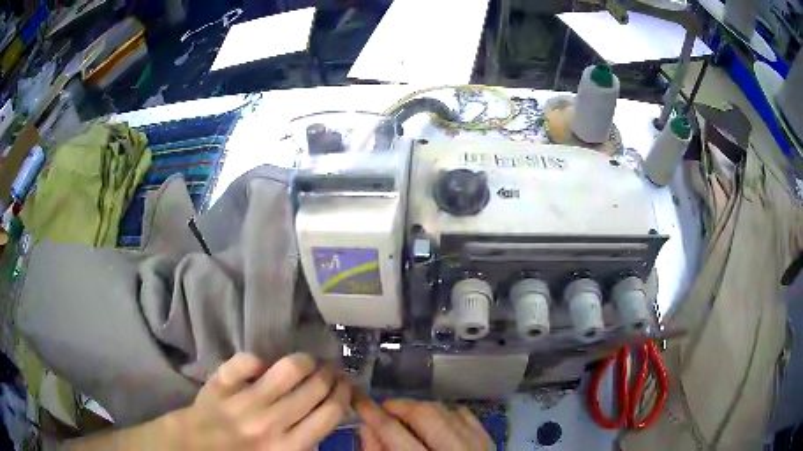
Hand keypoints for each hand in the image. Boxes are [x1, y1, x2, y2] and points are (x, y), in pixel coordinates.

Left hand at [172, 352, 350, 450]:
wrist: (198, 447)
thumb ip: (306, 440)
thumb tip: (329, 411)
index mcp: (290, 446)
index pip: (331, 413)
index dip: (344, 393)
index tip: (345, 385)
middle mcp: (272, 423)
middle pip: (316, 387)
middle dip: (331, 374)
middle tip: (331, 370)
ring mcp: (245, 400)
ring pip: (288, 368)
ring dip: (305, 360)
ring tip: (307, 361)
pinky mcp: (222, 383)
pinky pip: (247, 361)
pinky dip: (257, 359)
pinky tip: (263, 365)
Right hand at [354, 391, 491, 450]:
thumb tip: (368, 427)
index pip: (393, 431)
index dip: (371, 412)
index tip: (358, 401)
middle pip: (424, 414)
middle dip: (399, 406)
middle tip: (385, 410)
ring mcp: (477, 445)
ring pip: (444, 410)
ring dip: (420, 409)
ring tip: (407, 418)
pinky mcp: (488, 440)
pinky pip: (463, 415)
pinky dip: (445, 414)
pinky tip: (434, 424)